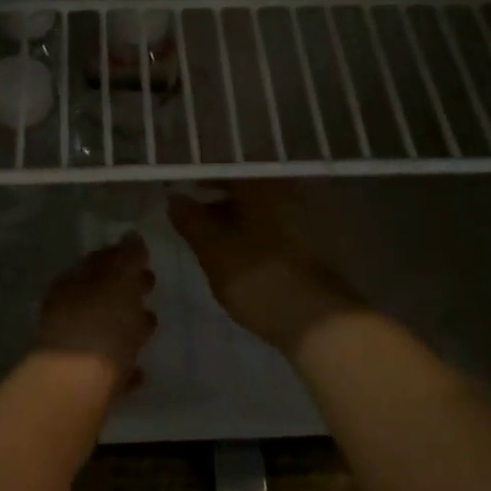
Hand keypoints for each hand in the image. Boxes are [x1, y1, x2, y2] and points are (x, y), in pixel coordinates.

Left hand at [36, 235, 157, 391]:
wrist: (77, 386)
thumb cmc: (101, 323)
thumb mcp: (119, 280)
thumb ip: (127, 257)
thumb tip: (131, 236)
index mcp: (72, 283)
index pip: (97, 261)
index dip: (120, 257)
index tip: (144, 259)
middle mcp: (67, 313)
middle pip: (100, 295)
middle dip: (125, 290)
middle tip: (150, 286)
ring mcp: (73, 349)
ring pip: (103, 330)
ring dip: (125, 326)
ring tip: (150, 327)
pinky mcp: (83, 383)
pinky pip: (108, 368)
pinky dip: (123, 364)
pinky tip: (140, 371)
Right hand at [168, 184, 359, 357]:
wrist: (315, 319)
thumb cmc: (257, 276)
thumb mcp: (212, 249)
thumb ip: (190, 220)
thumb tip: (175, 198)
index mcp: (262, 186)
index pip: (225, 171)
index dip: (200, 180)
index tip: (181, 193)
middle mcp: (288, 193)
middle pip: (246, 189)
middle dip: (218, 201)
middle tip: (193, 220)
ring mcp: (305, 219)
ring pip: (261, 211)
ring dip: (236, 221)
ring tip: (212, 243)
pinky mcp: (313, 246)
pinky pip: (275, 230)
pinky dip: (255, 236)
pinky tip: (241, 257)